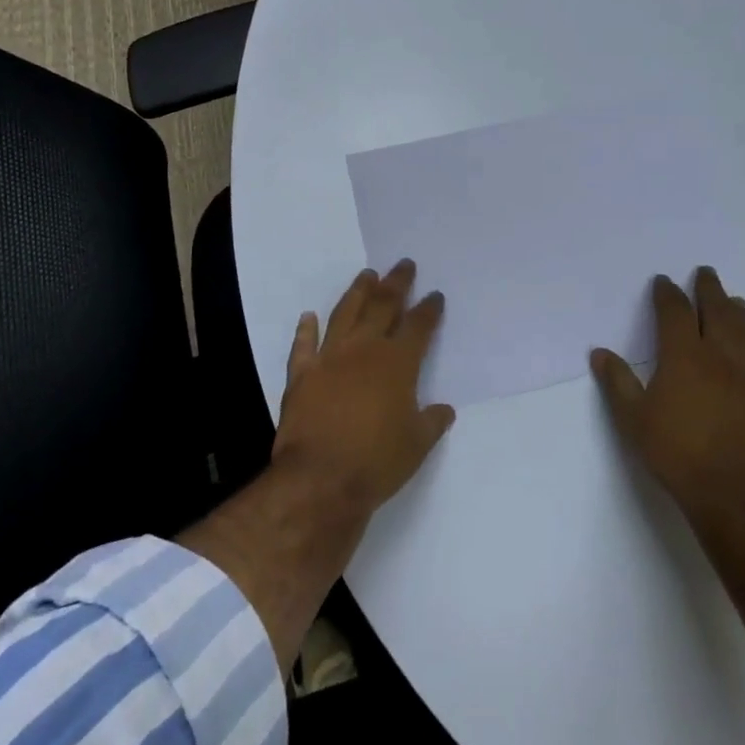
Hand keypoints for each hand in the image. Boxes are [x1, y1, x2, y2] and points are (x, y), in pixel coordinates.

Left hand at [270, 259, 456, 521]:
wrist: (320, 479)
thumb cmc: (377, 462)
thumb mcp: (417, 445)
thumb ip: (431, 421)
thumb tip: (444, 409)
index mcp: (397, 363)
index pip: (418, 326)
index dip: (428, 309)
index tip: (434, 295)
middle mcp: (364, 350)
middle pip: (383, 306)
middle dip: (396, 283)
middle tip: (403, 265)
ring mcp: (329, 357)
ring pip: (345, 313)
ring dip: (357, 292)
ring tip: (366, 275)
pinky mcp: (301, 373)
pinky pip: (303, 345)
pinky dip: (305, 329)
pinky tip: (308, 316)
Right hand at [590, 267, 744, 536]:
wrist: (736, 496)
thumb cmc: (677, 453)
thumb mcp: (633, 419)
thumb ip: (617, 383)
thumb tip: (599, 353)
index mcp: (685, 356)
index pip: (675, 312)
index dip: (667, 294)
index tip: (663, 281)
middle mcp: (721, 358)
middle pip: (717, 312)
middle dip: (709, 290)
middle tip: (706, 273)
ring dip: (739, 314)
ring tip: (735, 302)